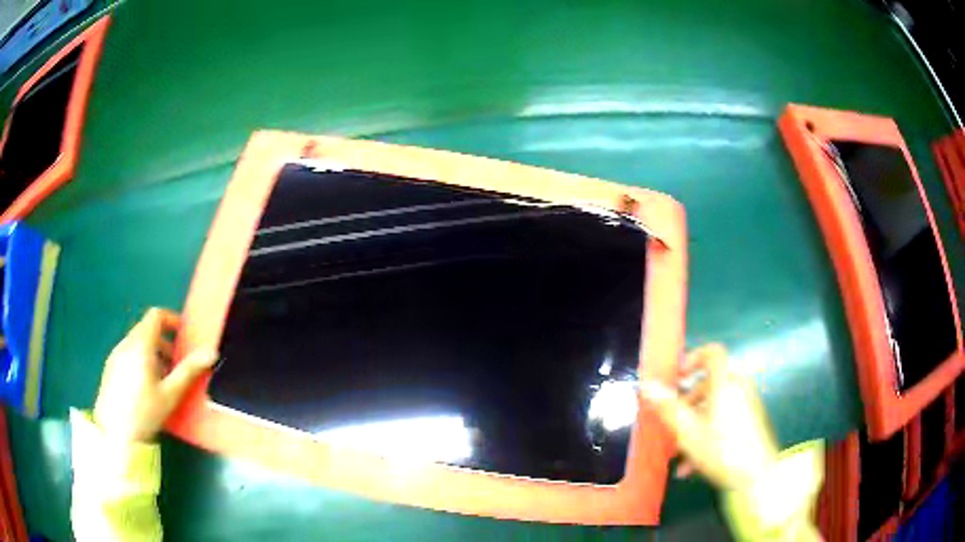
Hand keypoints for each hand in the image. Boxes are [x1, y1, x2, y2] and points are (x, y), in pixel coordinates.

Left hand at [93, 308, 215, 442]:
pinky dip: (141, 361)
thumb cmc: (145, 412)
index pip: (156, 316)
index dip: (172, 320)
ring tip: (162, 380)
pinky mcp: (110, 368)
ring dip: (153, 353)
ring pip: (137, 343)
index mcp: (141, 345)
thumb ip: (189, 370)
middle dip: (165, 342)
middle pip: (146, 329)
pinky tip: (145, 388)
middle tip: (177, 365)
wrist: (115, 435)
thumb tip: (212, 352)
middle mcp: (126, 344)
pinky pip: (128, 354)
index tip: (184, 336)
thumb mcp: (170, 394)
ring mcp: (115, 355)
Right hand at [639, 344, 778, 490]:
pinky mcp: (749, 423)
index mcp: (725, 384)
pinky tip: (692, 466)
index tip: (678, 377)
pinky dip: (707, 434)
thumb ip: (668, 407)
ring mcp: (746, 406)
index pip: (712, 353)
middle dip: (687, 403)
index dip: (693, 358)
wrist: (756, 477)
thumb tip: (647, 385)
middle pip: (709, 384)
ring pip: (714, 407)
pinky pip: (724, 420)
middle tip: (673, 422)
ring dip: (694, 425)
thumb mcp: (689, 432)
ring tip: (679, 454)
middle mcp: (739, 389)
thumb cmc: (722, 451)